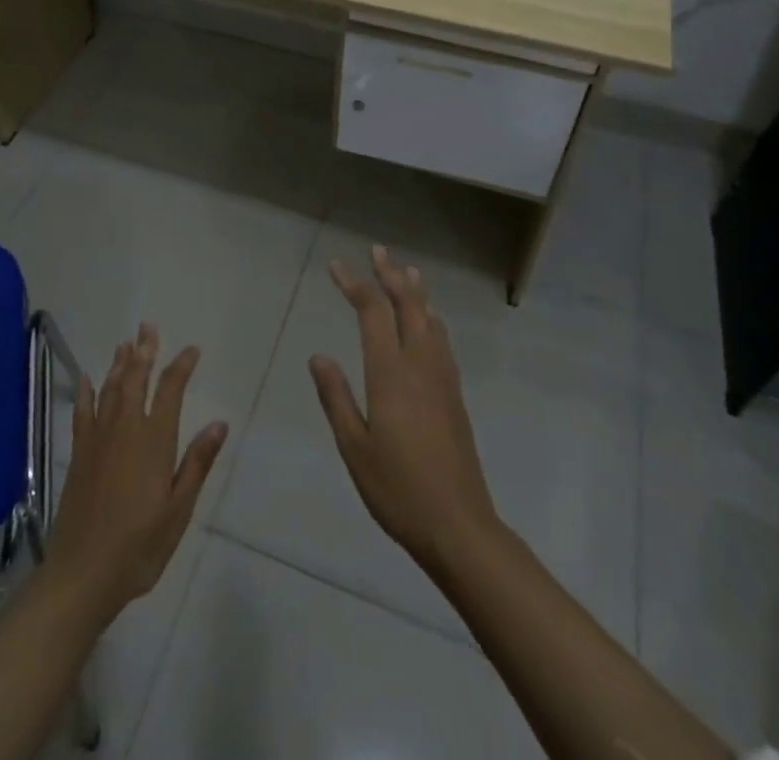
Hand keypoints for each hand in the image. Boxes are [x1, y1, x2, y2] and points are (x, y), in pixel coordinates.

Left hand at [48, 323, 226, 621]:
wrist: (83, 574)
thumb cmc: (139, 546)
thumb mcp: (178, 510)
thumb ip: (197, 463)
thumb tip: (219, 422)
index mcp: (154, 441)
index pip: (170, 391)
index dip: (181, 366)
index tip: (192, 350)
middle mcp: (125, 429)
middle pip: (136, 379)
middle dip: (145, 351)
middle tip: (149, 326)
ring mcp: (98, 439)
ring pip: (110, 389)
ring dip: (120, 363)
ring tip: (127, 342)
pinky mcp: (79, 453)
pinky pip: (83, 412)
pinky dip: (86, 391)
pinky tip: (87, 378)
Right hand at [309, 246, 500, 570]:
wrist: (459, 526)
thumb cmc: (398, 490)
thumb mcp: (354, 448)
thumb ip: (336, 397)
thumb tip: (319, 355)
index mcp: (390, 374)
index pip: (372, 313)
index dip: (354, 284)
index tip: (336, 266)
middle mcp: (419, 365)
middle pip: (408, 305)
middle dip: (390, 274)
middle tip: (377, 250)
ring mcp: (442, 379)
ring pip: (430, 319)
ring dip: (415, 291)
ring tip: (405, 270)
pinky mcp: (454, 395)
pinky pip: (442, 340)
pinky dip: (431, 317)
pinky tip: (430, 321)